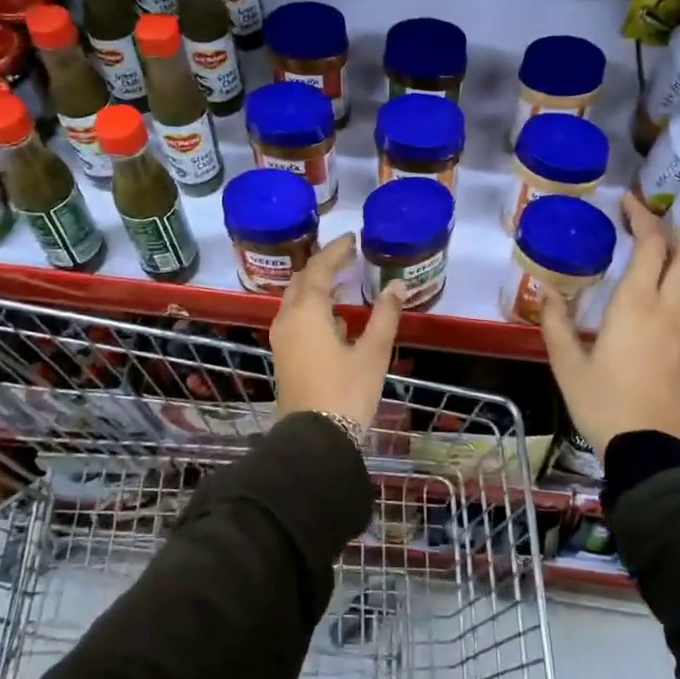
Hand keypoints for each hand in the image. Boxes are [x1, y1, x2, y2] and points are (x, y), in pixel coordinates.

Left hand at [271, 235, 404, 430]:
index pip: (318, 268)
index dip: (335, 251)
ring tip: (340, 280)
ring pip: (295, 299)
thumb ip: (385, 316)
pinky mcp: (284, 355)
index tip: (352, 239)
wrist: (314, 439)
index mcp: (307, 312)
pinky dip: (311, 305)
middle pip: (301, 280)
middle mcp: (288, 319)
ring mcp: (282, 338)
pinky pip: (295, 317)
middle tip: (346, 256)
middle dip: (322, 265)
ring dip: (315, 285)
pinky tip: (332, 316)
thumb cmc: (346, 392)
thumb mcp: (373, 353)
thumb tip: (397, 286)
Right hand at [539, 194, 679, 454]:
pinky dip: (679, 277)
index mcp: (636, 306)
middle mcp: (667, 309)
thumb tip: (546, 291)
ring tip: (653, 247)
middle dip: (668, 229)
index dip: (641, 218)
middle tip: (642, 220)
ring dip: (679, 252)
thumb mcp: (567, 364)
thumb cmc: (604, 404)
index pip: (651, 246)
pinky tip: (657, 287)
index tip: (625, 201)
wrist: (652, 449)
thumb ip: (556, 323)